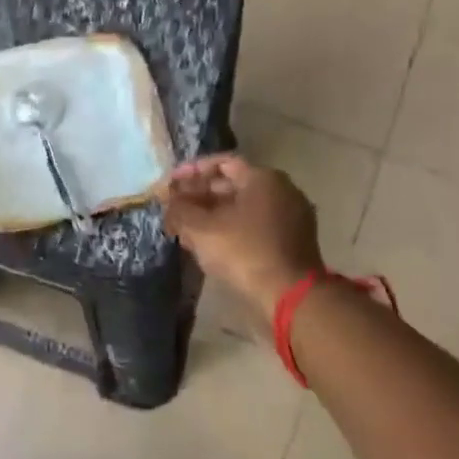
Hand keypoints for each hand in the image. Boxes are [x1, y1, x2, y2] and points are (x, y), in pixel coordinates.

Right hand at [159, 155, 323, 320]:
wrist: (289, 296)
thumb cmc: (243, 251)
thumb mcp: (201, 228)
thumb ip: (180, 208)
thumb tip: (167, 198)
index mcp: (264, 178)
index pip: (222, 163)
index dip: (192, 172)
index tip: (170, 184)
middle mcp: (282, 191)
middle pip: (232, 185)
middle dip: (198, 196)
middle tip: (174, 209)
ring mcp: (290, 217)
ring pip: (241, 208)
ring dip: (210, 215)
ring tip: (184, 230)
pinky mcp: (291, 241)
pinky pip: (254, 226)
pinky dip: (229, 229)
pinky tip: (206, 245)